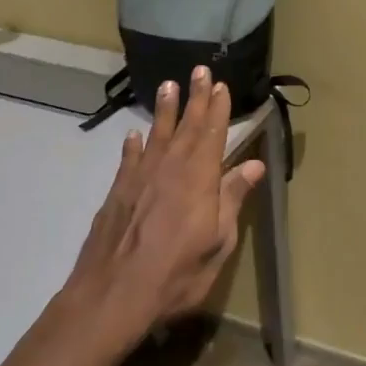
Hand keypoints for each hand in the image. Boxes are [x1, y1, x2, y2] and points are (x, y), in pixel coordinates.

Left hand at [63, 65, 265, 346]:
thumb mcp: (219, 241)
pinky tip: (134, 136)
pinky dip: (133, 145)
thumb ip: (233, 199)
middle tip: (200, 70)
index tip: (221, 85)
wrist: (112, 295)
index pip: (212, 134)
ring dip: (165, 110)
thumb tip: (253, 164)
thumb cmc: (177, 273)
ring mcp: (139, 179)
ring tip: (169, 85)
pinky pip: (129, 160)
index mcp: (199, 179)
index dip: (217, 109)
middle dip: (195, 98)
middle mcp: (169, 169)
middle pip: (186, 127)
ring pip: (157, 135)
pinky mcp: (117, 193)